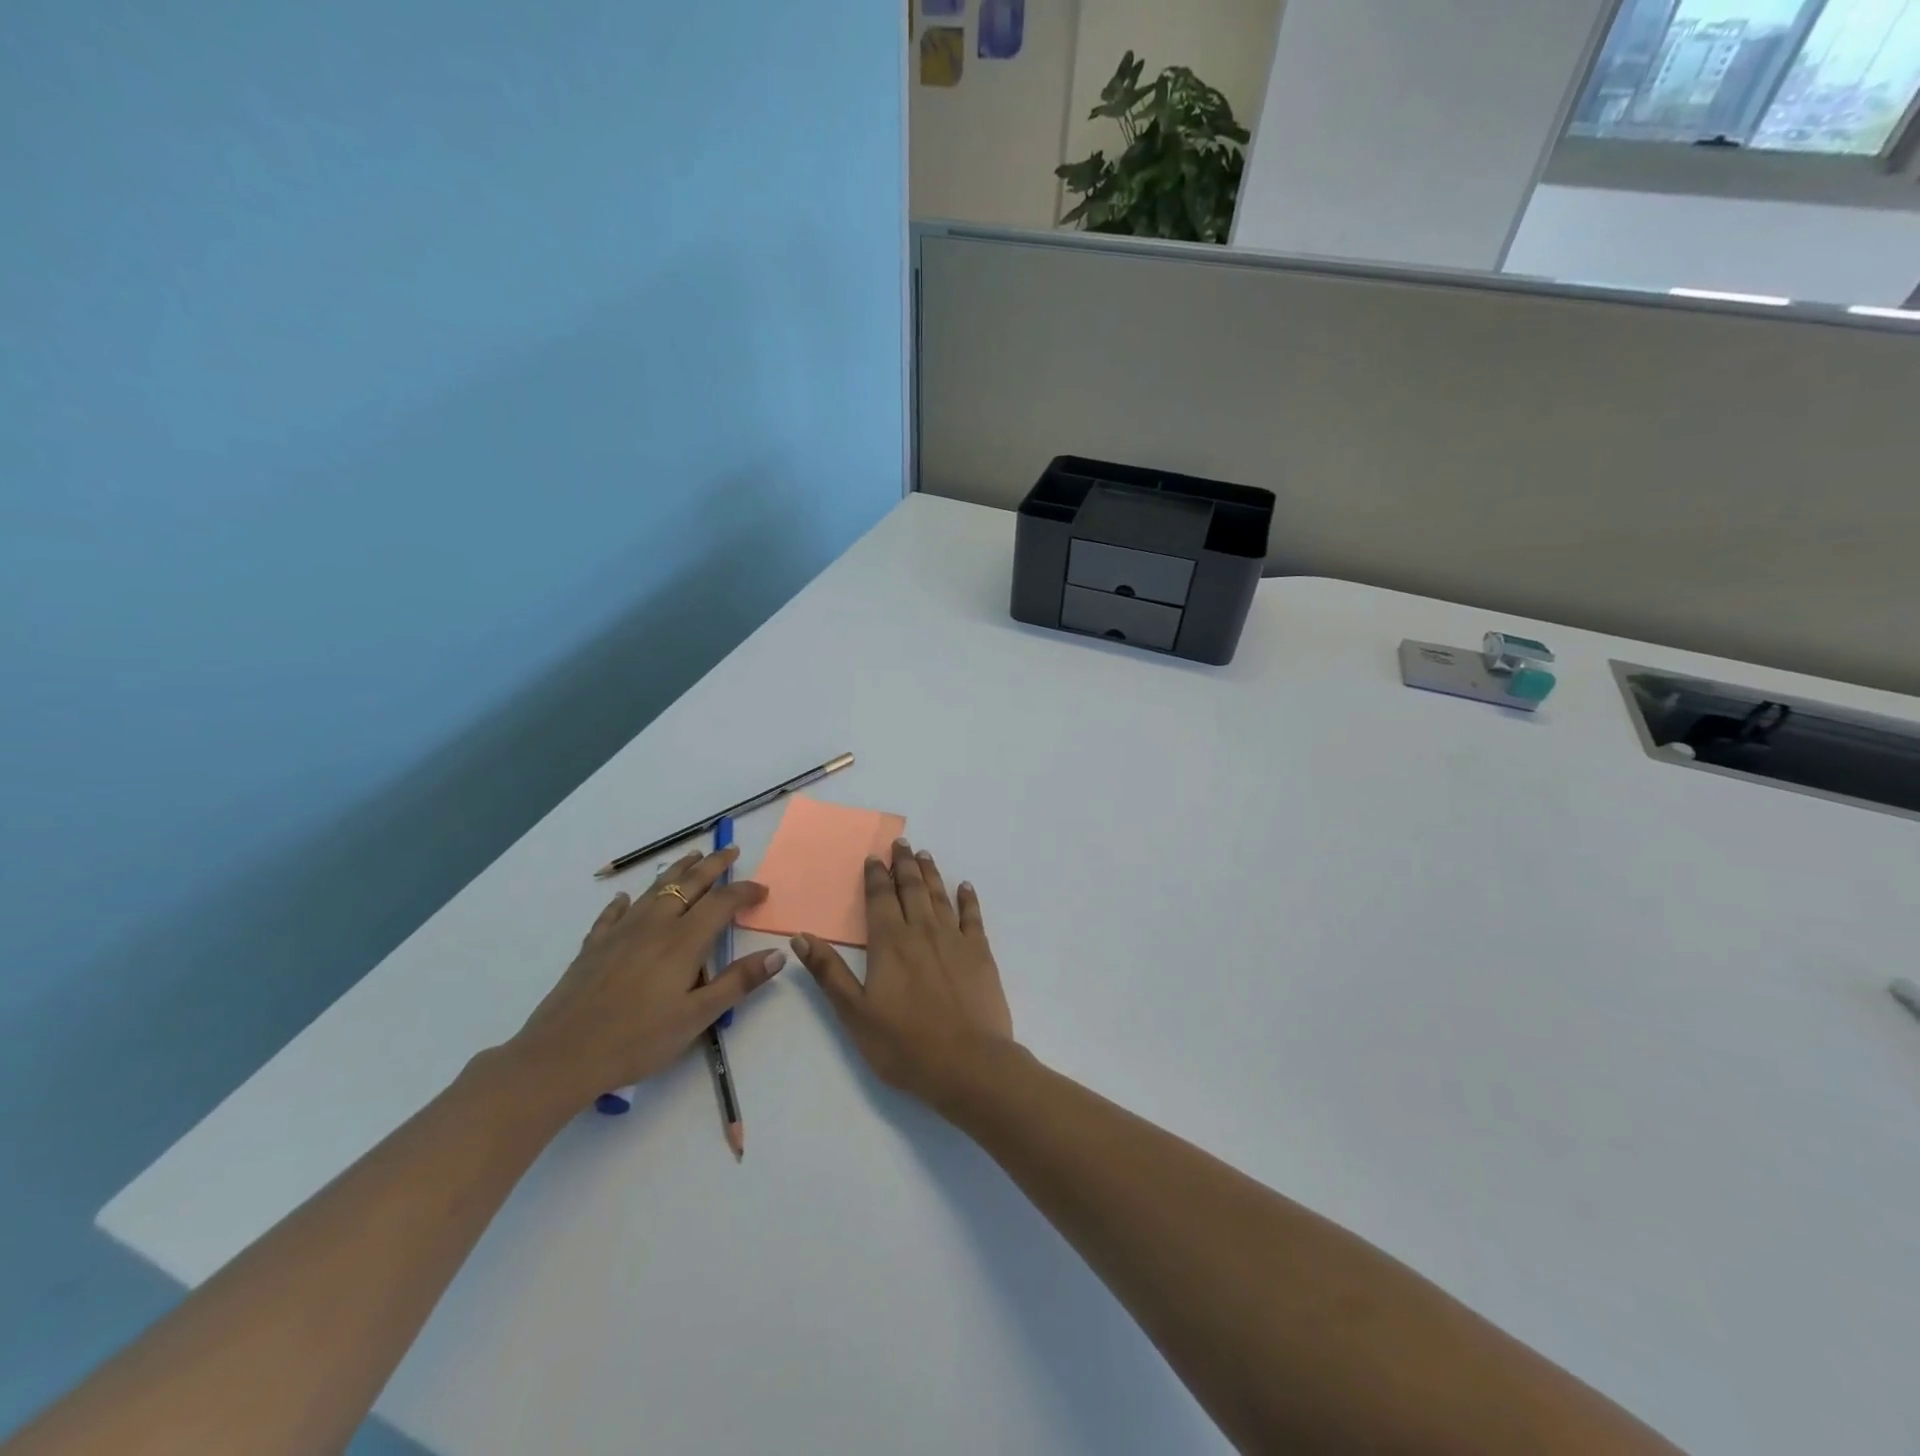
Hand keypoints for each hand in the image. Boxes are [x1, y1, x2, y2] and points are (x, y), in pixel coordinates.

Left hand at [507, 848, 784, 1106]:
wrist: (561, 1055)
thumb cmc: (637, 1039)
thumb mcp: (697, 1017)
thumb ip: (738, 982)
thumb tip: (777, 954)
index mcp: (684, 941)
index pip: (722, 902)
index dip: (745, 892)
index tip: (762, 890)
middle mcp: (654, 925)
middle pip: (689, 884)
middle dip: (713, 865)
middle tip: (730, 850)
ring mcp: (620, 933)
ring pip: (654, 890)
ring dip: (676, 871)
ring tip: (691, 857)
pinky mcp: (593, 946)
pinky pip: (612, 914)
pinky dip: (624, 903)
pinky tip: (624, 899)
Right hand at [790, 839, 1013, 1106]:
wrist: (968, 1063)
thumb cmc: (904, 1044)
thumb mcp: (854, 1013)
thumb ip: (829, 972)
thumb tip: (801, 935)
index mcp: (889, 943)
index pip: (880, 899)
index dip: (876, 876)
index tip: (874, 857)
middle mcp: (922, 931)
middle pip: (912, 888)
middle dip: (904, 864)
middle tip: (901, 843)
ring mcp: (954, 939)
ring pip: (940, 896)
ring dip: (931, 873)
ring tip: (925, 855)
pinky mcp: (980, 953)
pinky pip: (973, 916)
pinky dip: (968, 899)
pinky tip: (965, 887)